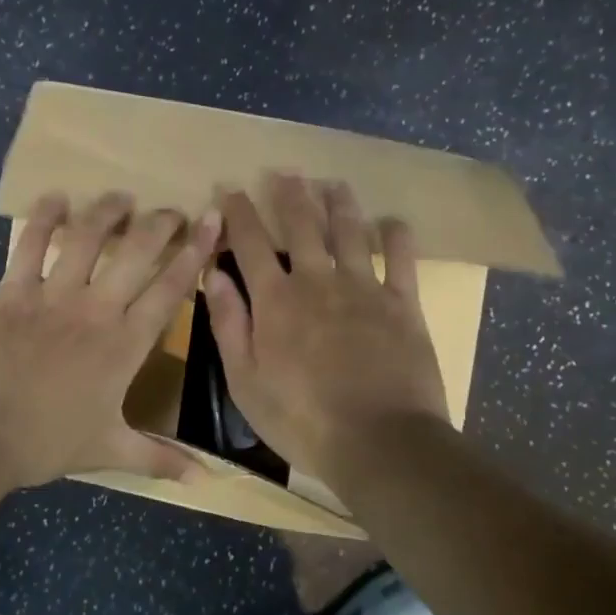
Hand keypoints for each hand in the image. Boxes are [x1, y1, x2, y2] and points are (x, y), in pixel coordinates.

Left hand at [0, 192, 221, 490]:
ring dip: (108, 212)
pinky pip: (31, 244)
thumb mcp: (108, 449)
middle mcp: (95, 309)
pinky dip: (44, 217)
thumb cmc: (45, 443)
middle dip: (160, 224)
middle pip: (137, 252)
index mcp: (124, 344)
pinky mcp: (12, 290)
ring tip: (122, 198)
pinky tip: (56, 197)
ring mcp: (52, 295)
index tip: (211, 221)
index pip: (170, 289)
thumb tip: (206, 481)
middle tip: (172, 210)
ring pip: (88, 237)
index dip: (195, 252)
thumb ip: (159, 458)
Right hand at [203, 174, 447, 487]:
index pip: (250, 244)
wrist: (379, 442)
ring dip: (339, 204)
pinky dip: (397, 237)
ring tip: (332, 183)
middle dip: (290, 195)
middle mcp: (317, 281)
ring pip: (349, 232)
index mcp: (275, 300)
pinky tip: (393, 222)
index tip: (230, 188)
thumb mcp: (245, 380)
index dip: (238, 213)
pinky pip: (401, 260)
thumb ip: (228, 323)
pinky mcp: (402, 304)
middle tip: (285, 172)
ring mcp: (363, 289)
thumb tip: (212, 274)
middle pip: (301, 226)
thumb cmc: (301, 419)